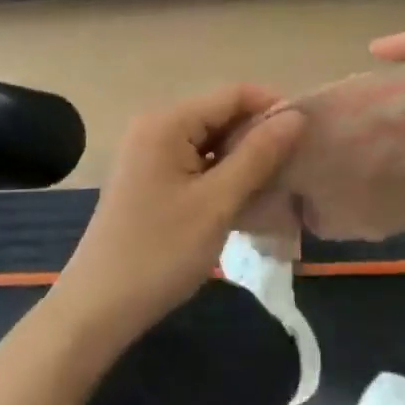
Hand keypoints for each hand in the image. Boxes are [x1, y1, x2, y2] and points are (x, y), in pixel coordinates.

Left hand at [55, 87, 304, 342]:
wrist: (96, 310)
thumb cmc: (160, 252)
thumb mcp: (217, 203)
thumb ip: (258, 155)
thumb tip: (295, 116)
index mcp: (168, 121)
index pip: (232, 94)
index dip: (272, 107)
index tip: (307, 135)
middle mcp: (156, 125)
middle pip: (220, 115)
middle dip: (259, 135)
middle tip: (296, 164)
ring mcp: (149, 152)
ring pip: (210, 141)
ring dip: (243, 158)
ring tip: (278, 183)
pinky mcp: (148, 177)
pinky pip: (195, 161)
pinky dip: (221, 174)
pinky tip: (245, 199)